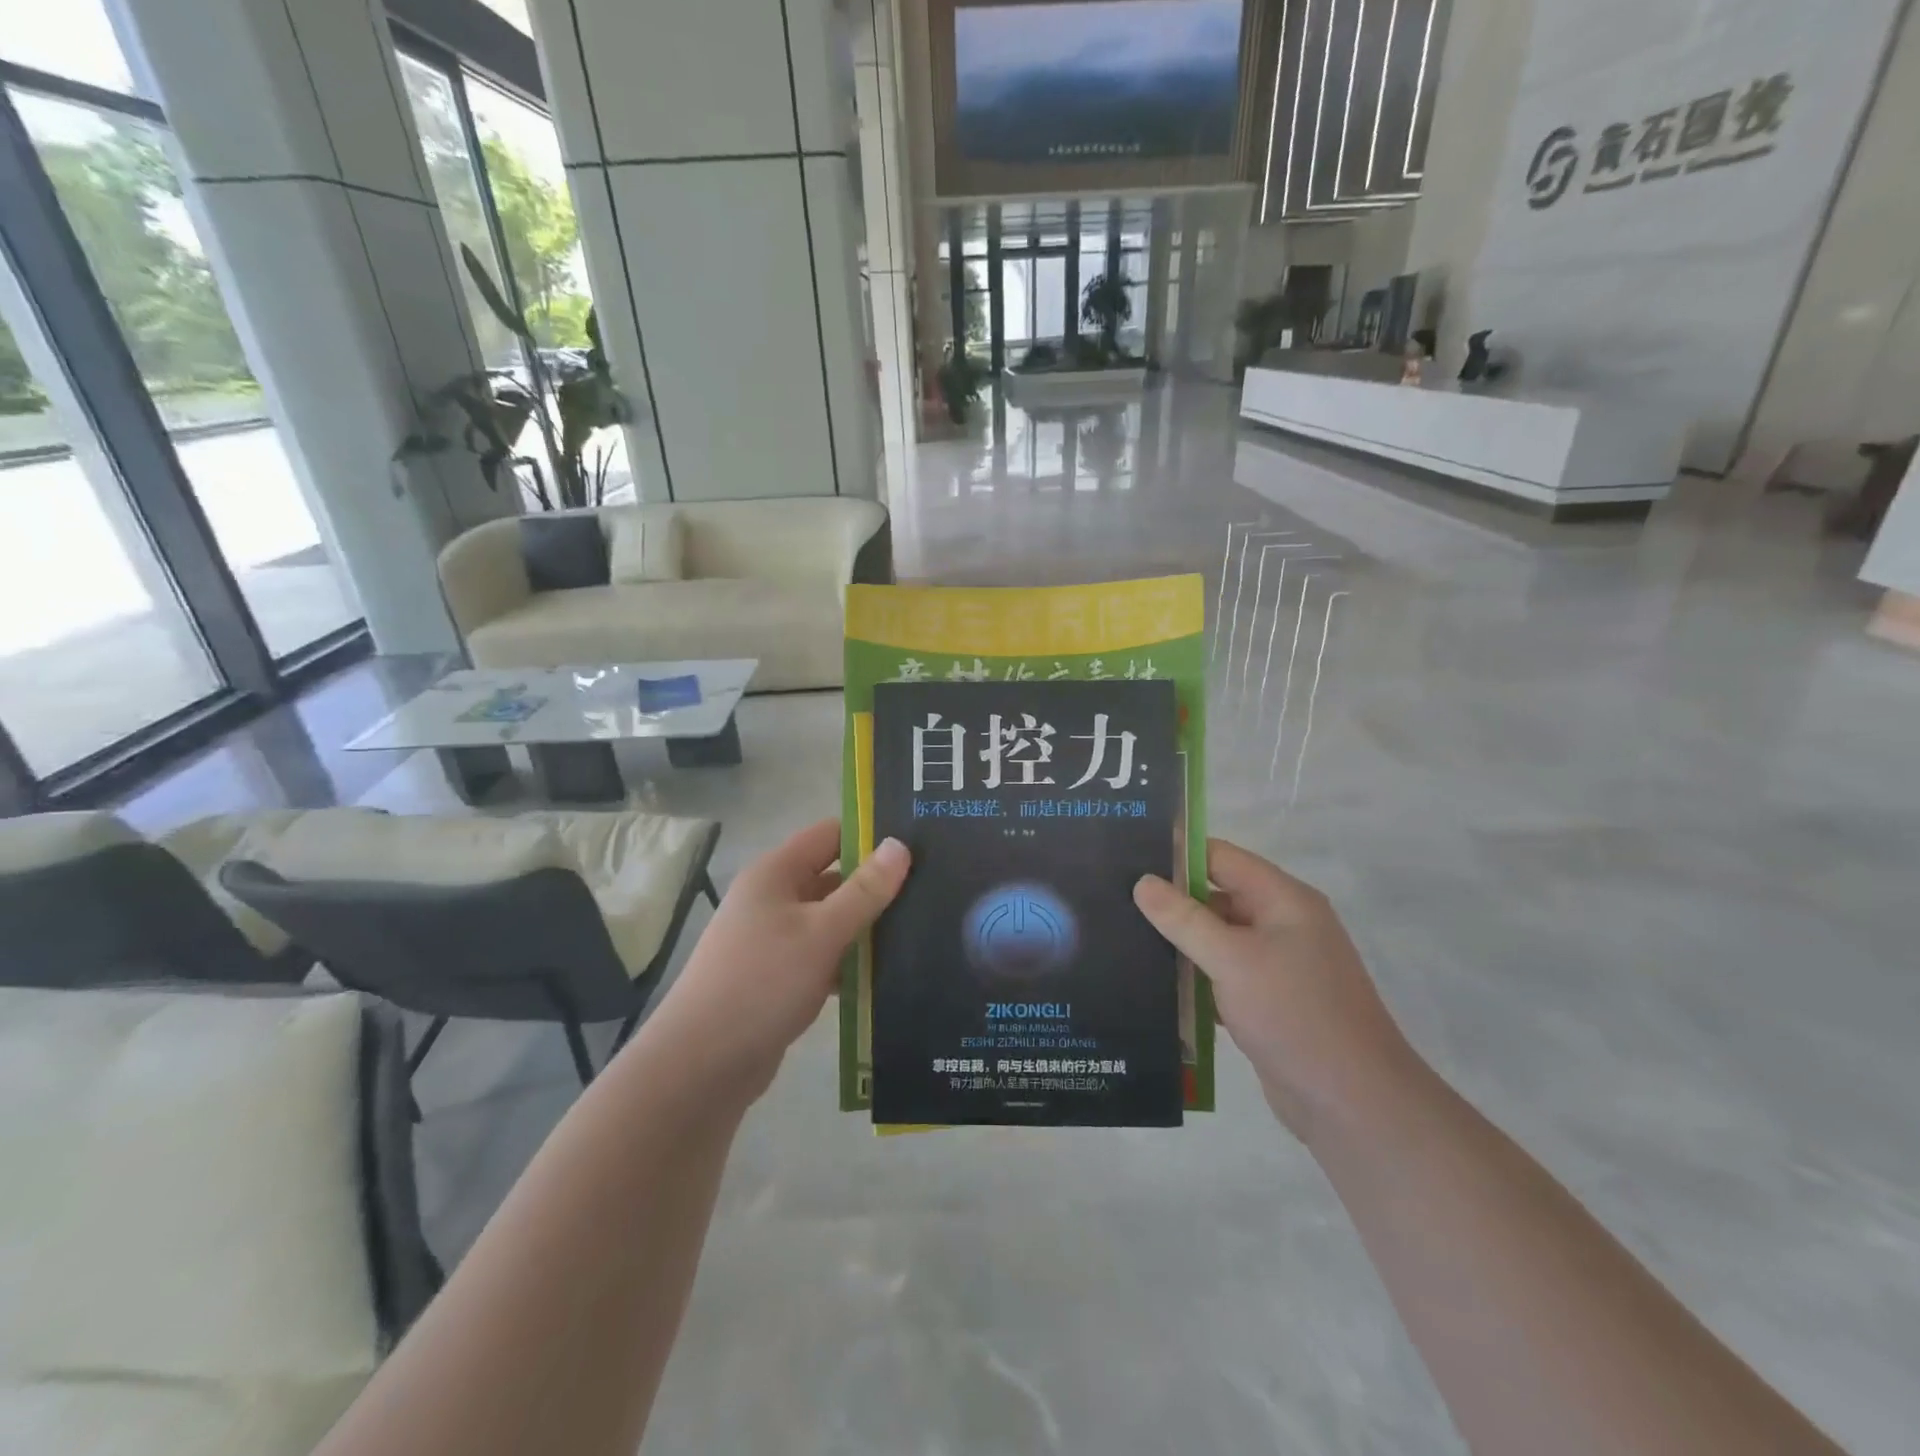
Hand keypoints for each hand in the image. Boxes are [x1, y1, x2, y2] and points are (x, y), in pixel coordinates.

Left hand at [643, 820, 909, 1101]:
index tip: (918, 845)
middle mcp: (773, 898)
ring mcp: (774, 939)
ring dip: (866, 927)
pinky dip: (850, 962)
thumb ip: (864, 891)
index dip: (870, 834)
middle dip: (876, 884)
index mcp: (776, 873)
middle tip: (931, 891)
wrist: (702, 1066)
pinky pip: (823, 956)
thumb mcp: (821, 932)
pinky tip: (889, 974)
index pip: (830, 835)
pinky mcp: (779, 977)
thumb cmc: (762, 983)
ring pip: (831, 920)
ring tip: (922, 930)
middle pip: (833, 877)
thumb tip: (900, 845)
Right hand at [1134, 840, 1417, 1141]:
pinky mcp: (1268, 1002)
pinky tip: (1152, 982)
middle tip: (1115, 901)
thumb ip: (1184, 919)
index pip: (1221, 857)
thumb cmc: (1295, 1015)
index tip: (1126, 858)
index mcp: (1284, 900)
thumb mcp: (1233, 960)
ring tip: (1123, 937)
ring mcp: (1277, 965)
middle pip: (1217, 896)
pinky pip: (1222, 975)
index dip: (1177, 855)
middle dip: (1171, 900)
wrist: (1353, 1105)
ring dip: (1179, 941)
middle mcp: (1282, 924)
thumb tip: (1142, 881)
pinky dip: (1193, 977)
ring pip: (1216, 938)